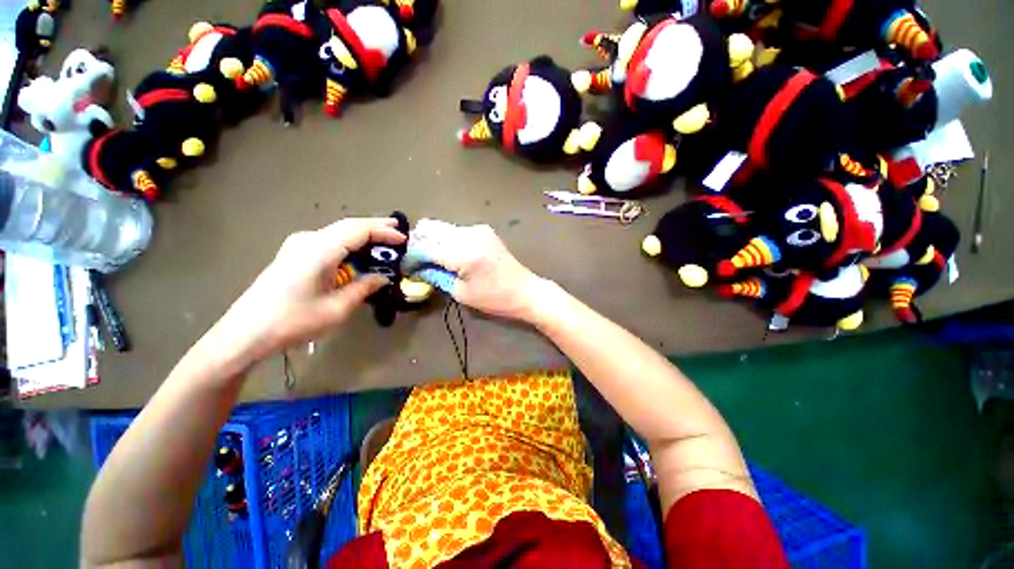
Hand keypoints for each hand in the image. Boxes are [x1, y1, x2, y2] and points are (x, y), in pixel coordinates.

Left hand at [214, 218, 405, 362]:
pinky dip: (349, 243)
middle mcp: (308, 240)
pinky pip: (328, 241)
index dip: (383, 232)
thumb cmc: (293, 321)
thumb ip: (364, 288)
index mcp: (320, 250)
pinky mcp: (293, 254)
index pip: (358, 230)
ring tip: (383, 241)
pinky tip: (358, 252)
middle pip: (348, 226)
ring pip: (338, 232)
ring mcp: (298, 245)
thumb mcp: (337, 308)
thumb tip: (382, 278)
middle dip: (375, 227)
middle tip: (398, 231)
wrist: (246, 332)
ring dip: (362, 235)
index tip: (403, 239)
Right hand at [408, 220, 548, 321]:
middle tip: (418, 262)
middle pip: (430, 227)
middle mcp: (469, 234)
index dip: (411, 258)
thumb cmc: (495, 298)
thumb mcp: (461, 293)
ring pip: (442, 227)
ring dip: (433, 241)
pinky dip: (447, 240)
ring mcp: (478, 229)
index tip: (407, 268)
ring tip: (434, 260)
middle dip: (419, 243)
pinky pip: (456, 230)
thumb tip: (418, 269)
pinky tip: (451, 255)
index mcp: (463, 253)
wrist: (525, 290)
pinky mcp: (484, 230)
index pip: (424, 248)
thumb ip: (436, 276)